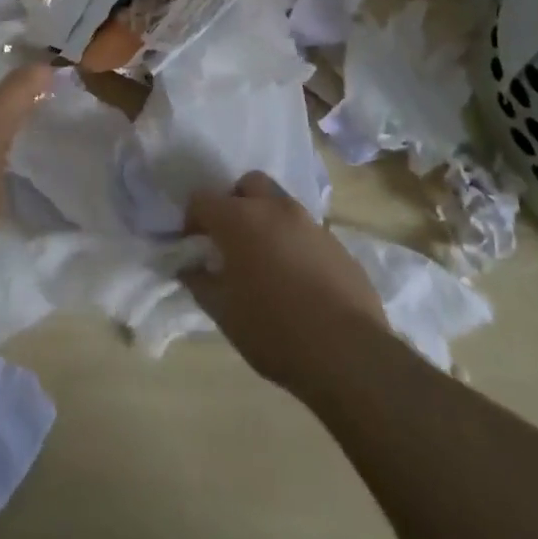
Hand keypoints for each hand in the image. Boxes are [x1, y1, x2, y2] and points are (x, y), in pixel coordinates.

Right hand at [182, 171, 388, 395]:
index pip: (203, 199)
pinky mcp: (337, 243)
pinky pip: (306, 231)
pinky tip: (297, 279)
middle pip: (247, 184)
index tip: (195, 246)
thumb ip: (199, 282)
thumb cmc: (274, 331)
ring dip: (266, 220)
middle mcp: (275, 208)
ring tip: (265, 261)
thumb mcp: (224, 314)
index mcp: (240, 218)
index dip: (192, 219)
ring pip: (280, 204)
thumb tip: (188, 266)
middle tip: (231, 240)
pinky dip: (294, 242)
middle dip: (235, 203)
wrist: (349, 354)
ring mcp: (310, 222)